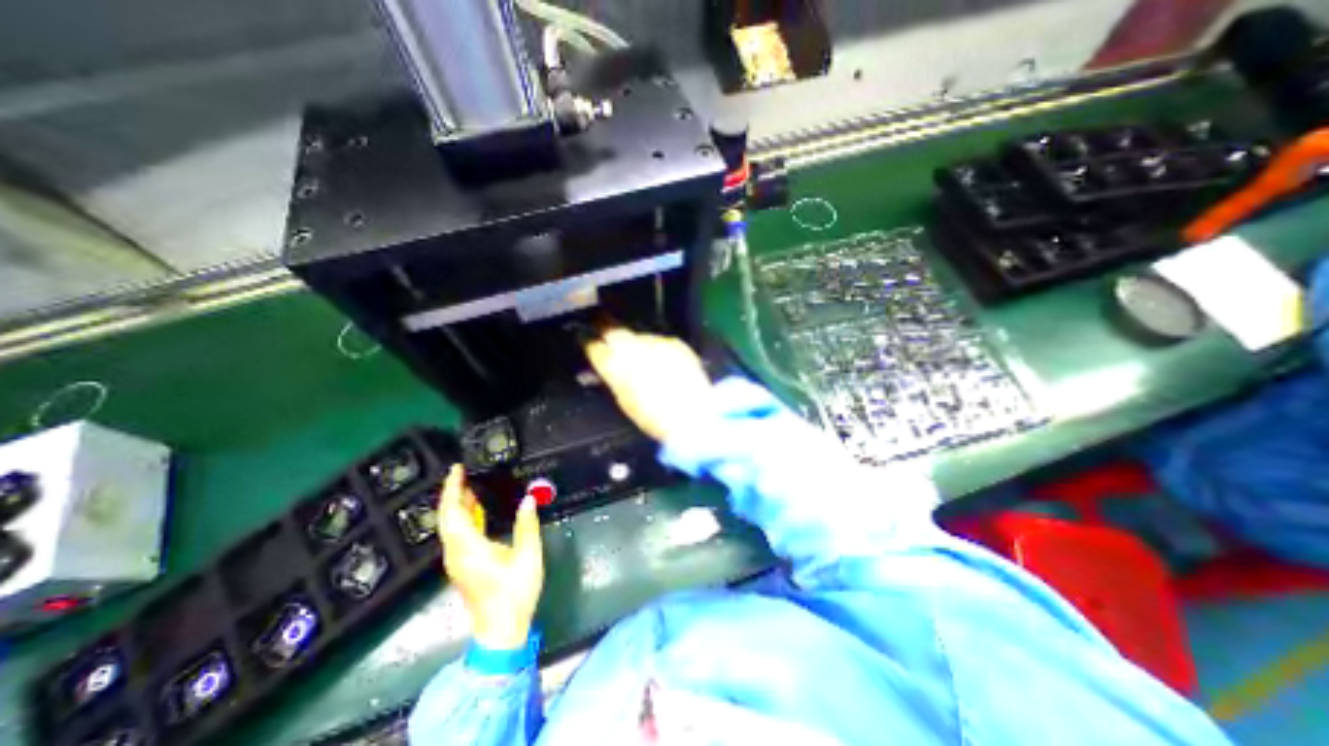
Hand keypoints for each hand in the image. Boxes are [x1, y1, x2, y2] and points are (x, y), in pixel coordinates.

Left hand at [437, 462, 537, 649]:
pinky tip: (477, 511)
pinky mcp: (463, 566)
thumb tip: (529, 499)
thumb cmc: (514, 592)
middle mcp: (456, 553)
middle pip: (447, 518)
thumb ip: (527, 525)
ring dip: (458, 505)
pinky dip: (464, 518)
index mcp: (468, 548)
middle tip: (464, 473)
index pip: (453, 512)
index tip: (457, 470)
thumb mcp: (527, 556)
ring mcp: (458, 561)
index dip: (453, 489)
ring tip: (471, 486)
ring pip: (451, 527)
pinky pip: (457, 535)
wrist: (500, 630)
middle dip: (453, 494)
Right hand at [584, 325, 709, 443]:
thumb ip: (614, 378)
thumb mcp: (625, 400)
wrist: (692, 415)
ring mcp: (656, 342)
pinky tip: (662, 363)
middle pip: (614, 330)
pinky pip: (660, 342)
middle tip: (604, 330)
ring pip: (639, 336)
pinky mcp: (676, 343)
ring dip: (637, 344)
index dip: (589, 343)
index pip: (594, 346)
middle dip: (607, 329)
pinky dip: (658, 349)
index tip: (587, 340)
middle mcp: (634, 348)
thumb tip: (609, 368)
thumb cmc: (654, 417)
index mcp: (615, 365)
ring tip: (643, 359)